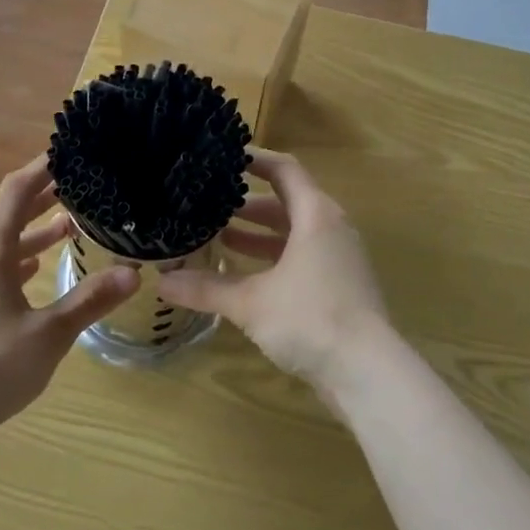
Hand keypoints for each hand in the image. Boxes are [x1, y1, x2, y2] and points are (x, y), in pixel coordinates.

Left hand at [0, 158, 139, 445]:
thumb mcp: (49, 334)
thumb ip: (90, 300)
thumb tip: (134, 273)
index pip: (16, 191)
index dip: (43, 167)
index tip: (72, 152)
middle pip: (7, 213)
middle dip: (44, 197)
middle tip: (83, 184)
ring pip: (0, 242)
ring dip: (33, 230)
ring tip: (71, 225)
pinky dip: (18, 258)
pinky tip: (37, 269)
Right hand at [158, 148, 391, 397]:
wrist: (369, 373)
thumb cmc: (311, 319)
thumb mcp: (251, 302)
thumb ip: (207, 288)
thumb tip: (161, 282)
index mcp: (316, 215)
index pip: (284, 170)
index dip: (254, 159)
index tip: (222, 157)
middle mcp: (331, 228)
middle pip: (287, 202)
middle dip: (247, 203)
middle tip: (209, 203)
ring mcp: (339, 258)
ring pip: (293, 233)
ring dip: (258, 234)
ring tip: (218, 236)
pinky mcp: (340, 286)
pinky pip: (302, 258)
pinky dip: (273, 259)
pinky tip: (244, 276)